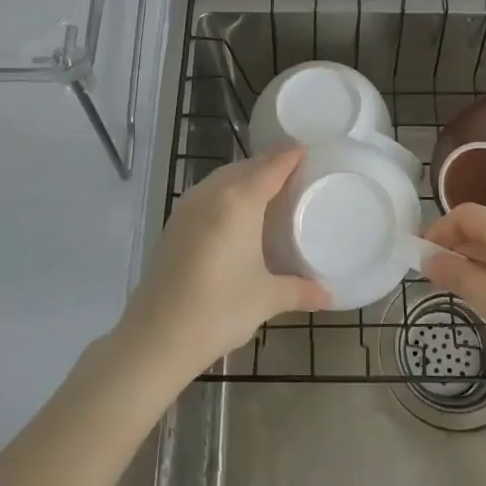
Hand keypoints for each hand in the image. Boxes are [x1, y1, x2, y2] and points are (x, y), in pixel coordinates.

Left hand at [116, 148, 329, 379]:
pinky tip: (234, 210)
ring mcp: (187, 208)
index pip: (270, 167)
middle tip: (293, 168)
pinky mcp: (174, 224)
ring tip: (266, 186)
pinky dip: (226, 190)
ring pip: (222, 178)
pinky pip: (207, 193)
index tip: (306, 149)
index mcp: (239, 202)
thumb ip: (300, 291)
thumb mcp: (267, 298)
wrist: (157, 336)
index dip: (289, 156)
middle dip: (269, 163)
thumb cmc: (220, 309)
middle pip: (245, 167)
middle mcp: (211, 195)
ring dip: (245, 175)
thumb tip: (328, 296)